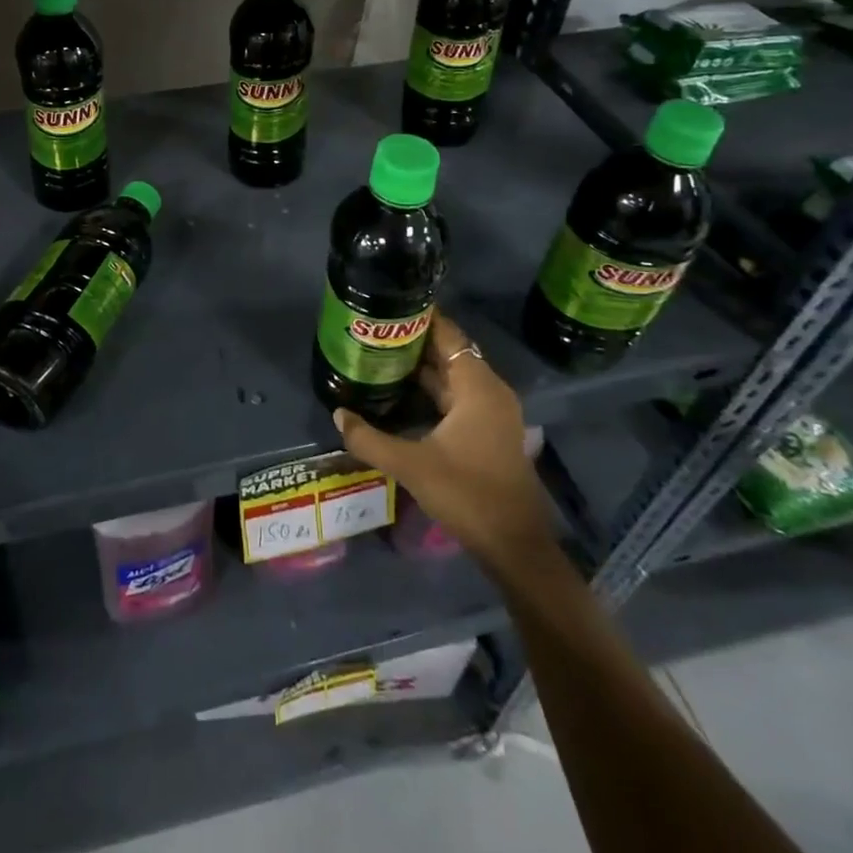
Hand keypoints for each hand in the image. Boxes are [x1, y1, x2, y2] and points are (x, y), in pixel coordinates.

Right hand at [333, 312, 550, 562]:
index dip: (419, 318)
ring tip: (381, 356)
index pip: (448, 334)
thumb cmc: (468, 494)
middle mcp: (489, 391)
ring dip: (422, 367)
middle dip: (414, 341)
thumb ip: (370, 439)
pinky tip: (403, 393)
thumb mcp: (411, 466)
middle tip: (374, 332)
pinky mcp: (490, 431)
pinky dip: (433, 389)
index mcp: (478, 387)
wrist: (514, 545)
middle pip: (450, 352)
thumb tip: (338, 414)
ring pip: (453, 376)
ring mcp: (493, 412)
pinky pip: (458, 396)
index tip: (387, 307)